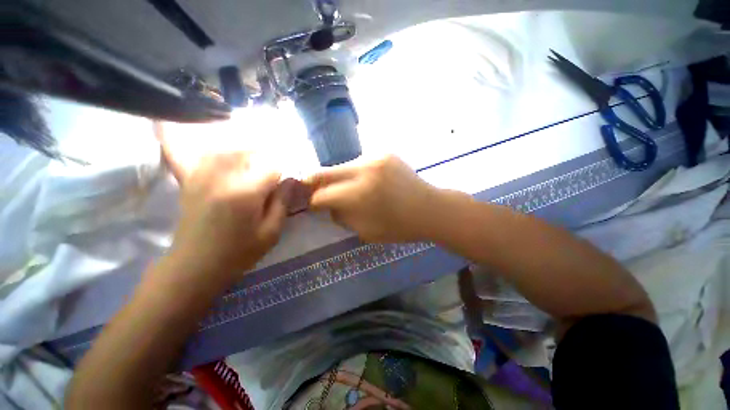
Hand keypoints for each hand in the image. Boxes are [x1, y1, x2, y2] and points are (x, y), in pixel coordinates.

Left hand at [155, 123, 290, 282]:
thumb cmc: (239, 252)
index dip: (283, 167)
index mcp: (246, 193)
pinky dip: (198, 142)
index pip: (271, 165)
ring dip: (243, 145)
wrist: (195, 266)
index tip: (288, 174)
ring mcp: (201, 176)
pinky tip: (203, 139)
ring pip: (224, 146)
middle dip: (265, 150)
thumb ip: (283, 202)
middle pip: (247, 149)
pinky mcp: (189, 180)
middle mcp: (221, 177)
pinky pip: (192, 152)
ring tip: (255, 151)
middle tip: (274, 160)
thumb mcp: (271, 232)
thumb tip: (292, 180)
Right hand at [306, 155, 442, 241]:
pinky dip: (356, 174)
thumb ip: (341, 216)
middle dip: (314, 184)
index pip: (321, 195)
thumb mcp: (365, 231)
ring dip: (339, 179)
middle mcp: (363, 169)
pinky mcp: (384, 152)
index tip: (311, 205)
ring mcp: (374, 157)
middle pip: (323, 172)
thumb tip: (327, 205)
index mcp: (358, 194)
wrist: (430, 209)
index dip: (311, 202)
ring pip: (342, 167)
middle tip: (314, 193)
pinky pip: (359, 163)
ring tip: (348, 190)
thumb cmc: (399, 227)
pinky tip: (367, 183)